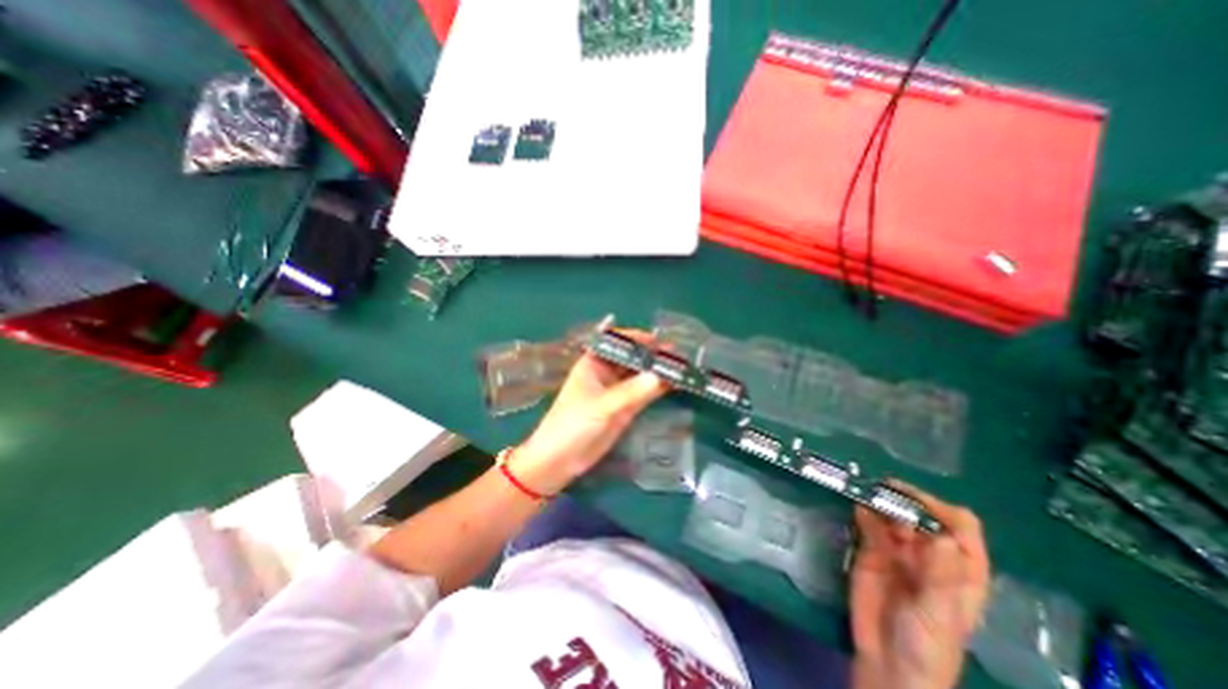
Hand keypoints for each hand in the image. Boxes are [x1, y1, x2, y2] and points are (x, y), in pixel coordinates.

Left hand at [508, 332, 668, 498]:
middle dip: (651, 354)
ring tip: (681, 365)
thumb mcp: (602, 406)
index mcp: (593, 363)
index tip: (657, 339)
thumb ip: (631, 392)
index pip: (616, 342)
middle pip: (631, 358)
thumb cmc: (573, 424)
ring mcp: (616, 391)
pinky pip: (643, 393)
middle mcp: (605, 373)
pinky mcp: (624, 408)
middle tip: (677, 353)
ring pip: (639, 375)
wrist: (561, 460)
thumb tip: (661, 376)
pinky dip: (657, 388)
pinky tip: (675, 383)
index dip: (635, 338)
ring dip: (657, 370)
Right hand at [852, 483, 990, 687]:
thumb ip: (940, 575)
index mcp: (959, 568)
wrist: (887, 663)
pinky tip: (857, 508)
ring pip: (893, 515)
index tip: (913, 500)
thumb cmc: (927, 645)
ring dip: (881, 503)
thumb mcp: (938, 613)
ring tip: (868, 496)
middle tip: (884, 497)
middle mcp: (929, 553)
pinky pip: (868, 524)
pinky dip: (863, 513)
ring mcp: (898, 551)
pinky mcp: (871, 551)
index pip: (960, 526)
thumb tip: (941, 536)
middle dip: (905, 502)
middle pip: (921, 515)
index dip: (940, 508)